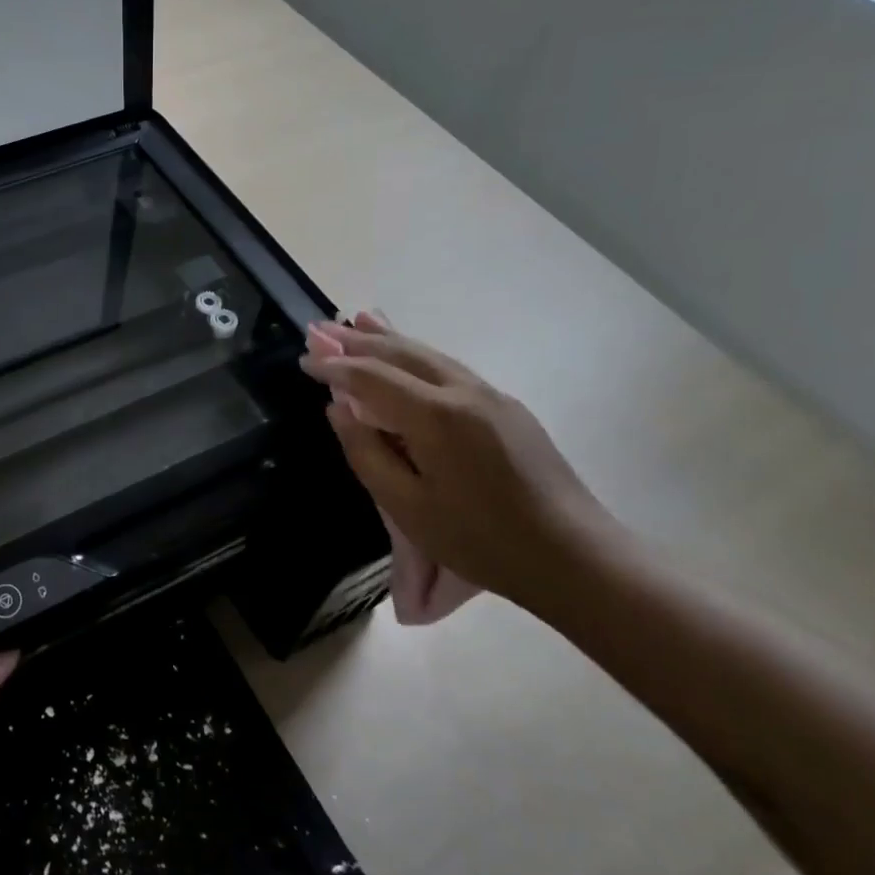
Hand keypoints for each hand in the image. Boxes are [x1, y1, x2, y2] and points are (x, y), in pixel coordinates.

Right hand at [308, 312, 480, 624]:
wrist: (571, 554)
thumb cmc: (479, 539)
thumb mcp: (407, 508)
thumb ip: (367, 453)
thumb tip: (338, 409)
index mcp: (435, 416)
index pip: (371, 378)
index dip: (334, 366)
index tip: (304, 359)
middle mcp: (463, 391)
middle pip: (401, 353)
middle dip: (357, 340)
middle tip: (321, 328)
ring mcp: (490, 394)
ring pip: (429, 355)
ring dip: (389, 338)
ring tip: (359, 321)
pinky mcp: (507, 406)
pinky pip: (449, 368)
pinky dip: (418, 354)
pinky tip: (407, 351)